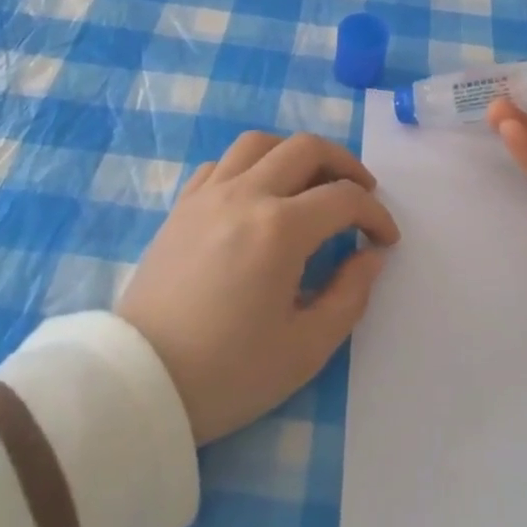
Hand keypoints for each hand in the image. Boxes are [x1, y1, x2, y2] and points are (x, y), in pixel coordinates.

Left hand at [117, 130, 399, 443]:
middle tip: (361, 193)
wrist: (141, 383)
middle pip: (306, 148)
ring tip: (309, 183)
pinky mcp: (182, 206)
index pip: (344, 198)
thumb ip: (350, 295)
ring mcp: (208, 195)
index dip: (375, 214)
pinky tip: (257, 194)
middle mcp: (246, 194)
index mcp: (280, 229)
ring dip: (295, 154)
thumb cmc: (227, 373)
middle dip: (345, 164)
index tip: (385, 240)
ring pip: (260, 143)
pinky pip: (221, 163)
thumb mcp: (305, 348)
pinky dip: (250, 166)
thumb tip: (370, 256)